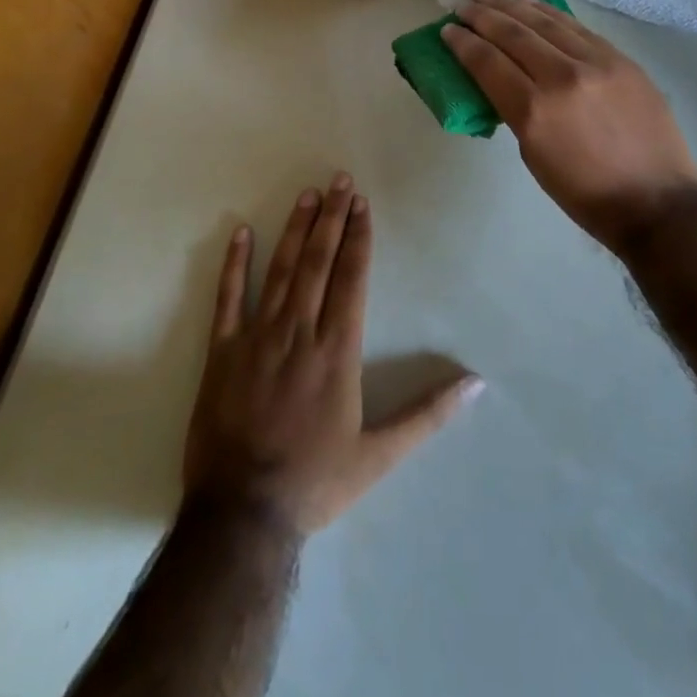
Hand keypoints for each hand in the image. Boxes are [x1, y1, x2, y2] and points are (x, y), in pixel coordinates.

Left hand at [183, 175, 483, 534]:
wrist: (242, 516)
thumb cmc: (315, 482)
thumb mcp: (380, 456)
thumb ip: (428, 415)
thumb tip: (475, 384)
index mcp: (337, 350)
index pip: (352, 278)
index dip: (359, 237)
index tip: (363, 204)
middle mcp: (300, 332)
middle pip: (318, 262)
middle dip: (332, 218)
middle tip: (340, 180)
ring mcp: (257, 338)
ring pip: (280, 271)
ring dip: (295, 229)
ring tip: (307, 194)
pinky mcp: (222, 353)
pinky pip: (228, 300)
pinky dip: (234, 265)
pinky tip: (241, 232)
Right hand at [442, 0, 696, 251]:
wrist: (657, 201)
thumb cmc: (586, 194)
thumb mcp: (534, 157)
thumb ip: (517, 111)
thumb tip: (506, 81)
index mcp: (534, 111)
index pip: (488, 63)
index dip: (463, 44)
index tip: (447, 30)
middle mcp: (562, 77)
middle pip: (513, 34)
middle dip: (482, 15)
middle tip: (463, 3)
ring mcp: (596, 63)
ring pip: (545, 23)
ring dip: (512, 5)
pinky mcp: (620, 59)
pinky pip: (576, 27)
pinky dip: (549, 13)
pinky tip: (531, 4)